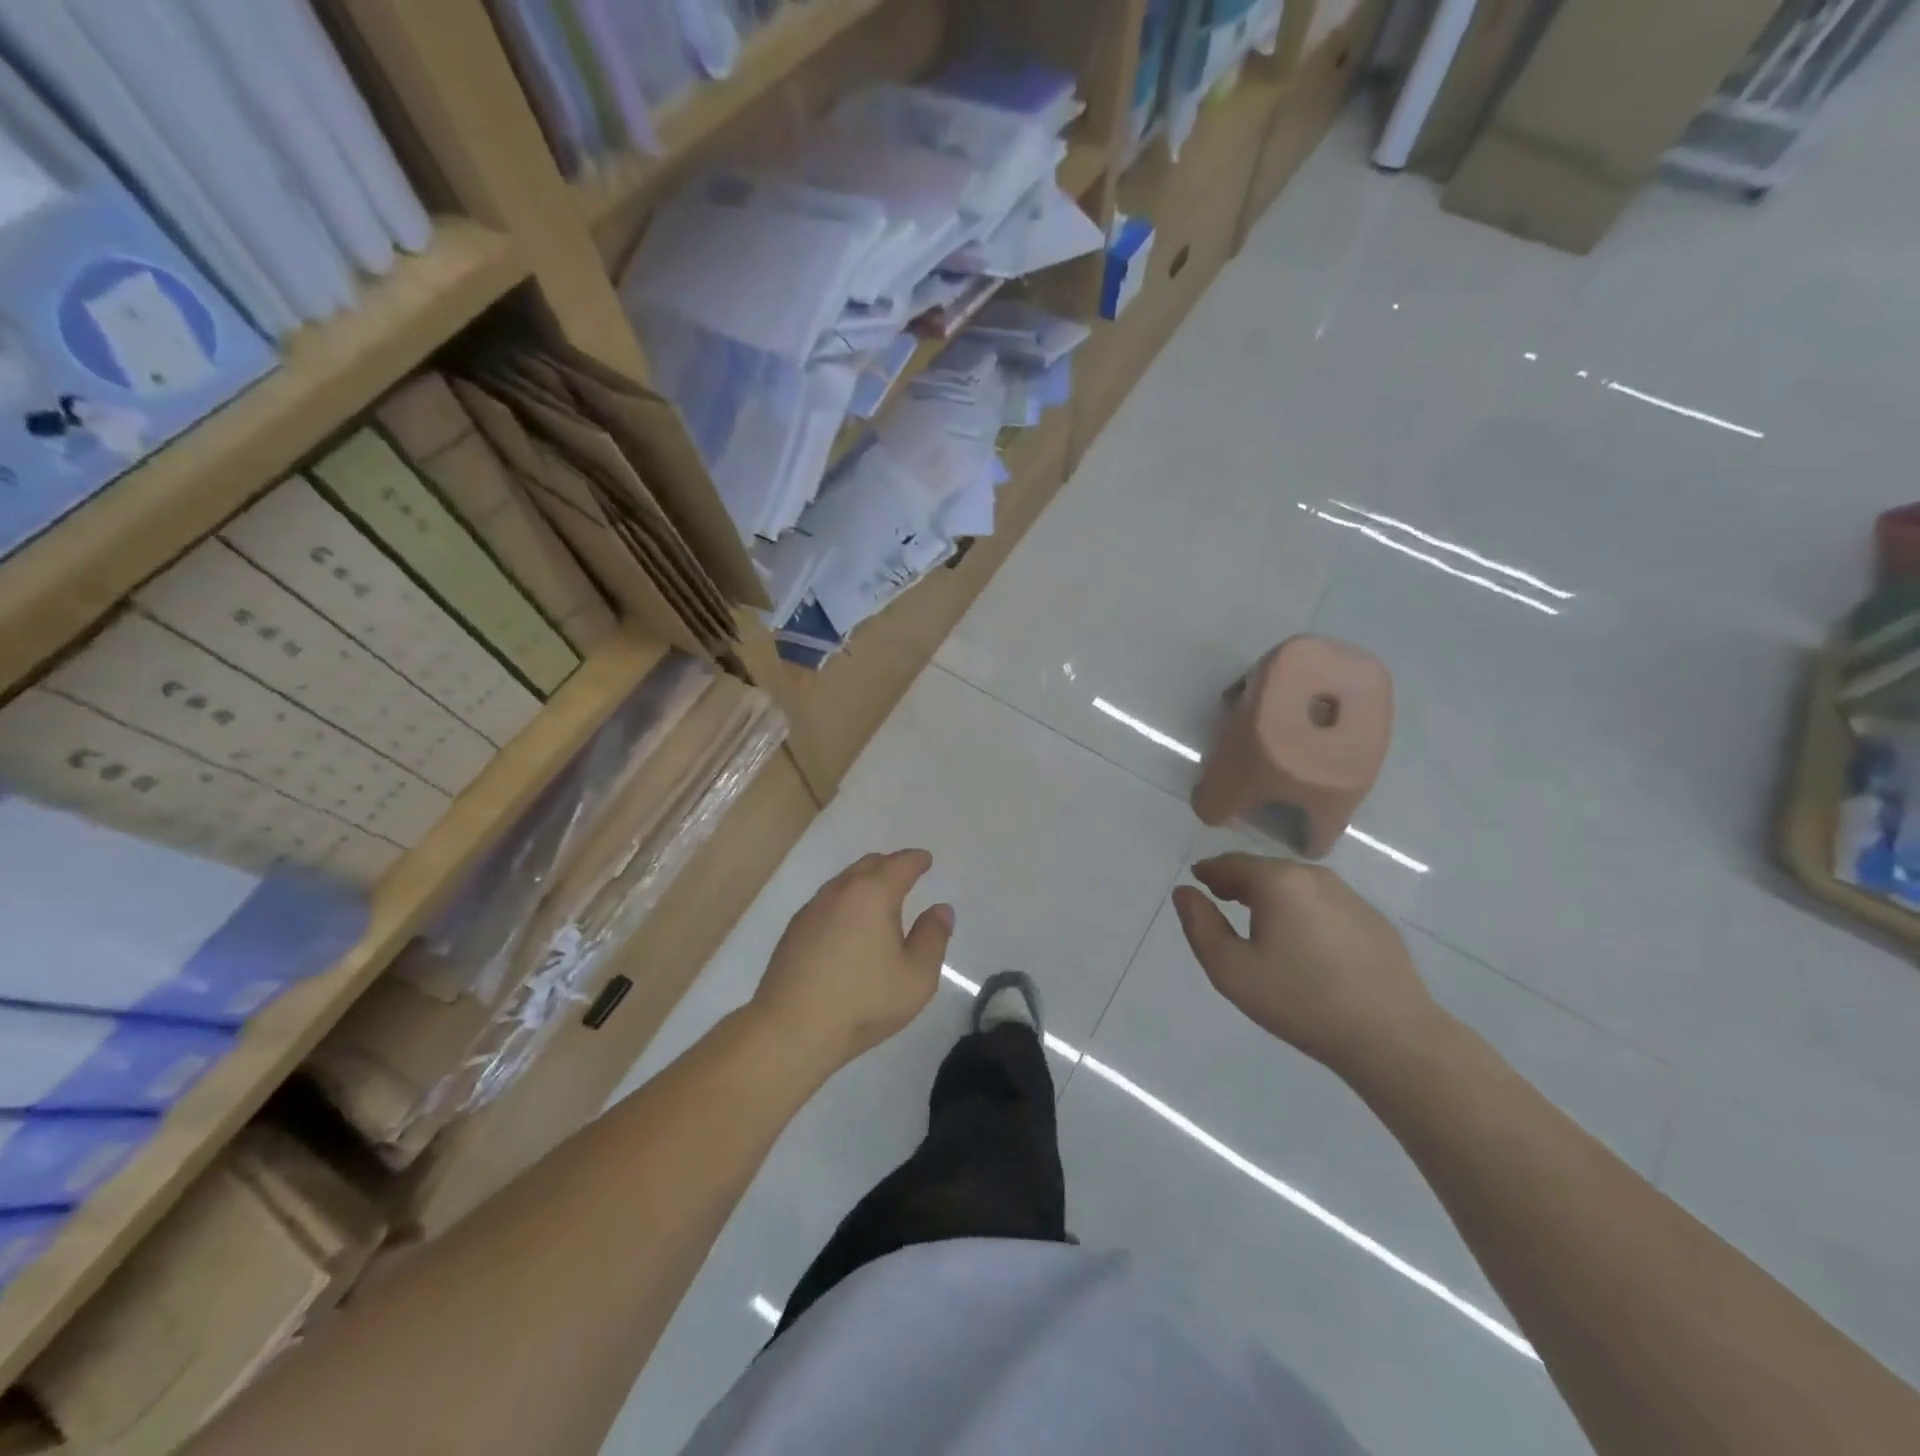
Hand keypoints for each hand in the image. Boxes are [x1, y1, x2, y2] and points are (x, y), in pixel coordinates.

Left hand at [752, 850, 953, 1072]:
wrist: (791, 1029)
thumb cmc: (863, 1001)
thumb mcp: (916, 976)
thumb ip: (933, 937)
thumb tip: (940, 909)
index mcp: (873, 894)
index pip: (899, 865)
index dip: (916, 860)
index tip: (925, 860)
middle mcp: (840, 892)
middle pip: (868, 865)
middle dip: (889, 865)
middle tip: (905, 875)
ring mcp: (812, 910)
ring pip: (844, 882)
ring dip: (864, 882)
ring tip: (879, 899)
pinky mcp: (794, 931)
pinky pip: (827, 902)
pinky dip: (845, 902)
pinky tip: (849, 925)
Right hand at [1171, 853, 1439, 1074]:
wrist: (1392, 1037)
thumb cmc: (1301, 1001)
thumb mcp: (1231, 970)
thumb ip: (1200, 926)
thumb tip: (1185, 892)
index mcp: (1277, 882)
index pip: (1231, 863)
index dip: (1209, 872)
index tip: (1197, 883)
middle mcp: (1314, 876)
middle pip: (1265, 870)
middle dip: (1240, 881)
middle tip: (1222, 900)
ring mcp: (1350, 897)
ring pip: (1297, 886)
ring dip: (1273, 896)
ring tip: (1260, 922)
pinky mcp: (1373, 921)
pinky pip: (1325, 905)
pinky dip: (1304, 912)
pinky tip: (1305, 944)